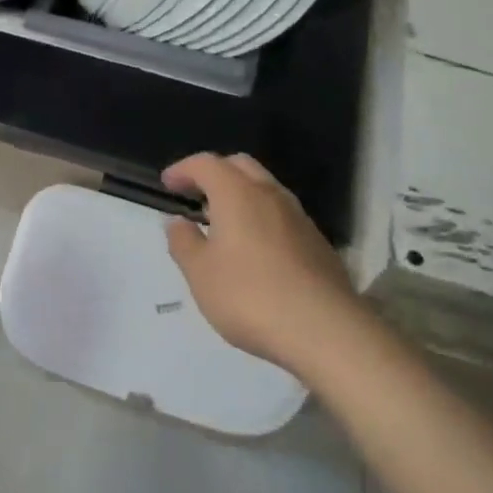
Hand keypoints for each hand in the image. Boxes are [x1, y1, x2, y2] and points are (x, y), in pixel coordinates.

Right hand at [163, 153, 359, 374]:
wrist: (325, 329)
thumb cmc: (250, 296)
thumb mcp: (201, 274)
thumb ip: (183, 243)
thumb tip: (177, 222)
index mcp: (237, 192)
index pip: (205, 163)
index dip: (183, 169)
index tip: (168, 184)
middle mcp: (269, 193)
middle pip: (239, 165)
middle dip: (215, 173)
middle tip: (196, 195)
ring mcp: (298, 216)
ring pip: (264, 188)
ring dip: (241, 194)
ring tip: (224, 223)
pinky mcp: (317, 241)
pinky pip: (282, 215)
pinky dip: (262, 217)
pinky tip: (256, 249)